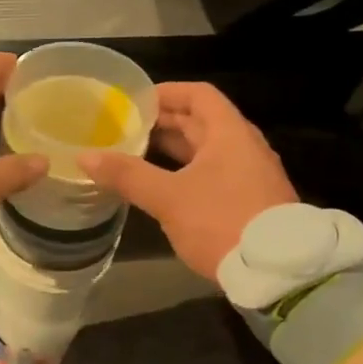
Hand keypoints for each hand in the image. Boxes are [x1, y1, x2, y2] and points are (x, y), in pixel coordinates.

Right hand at [79, 82, 296, 280]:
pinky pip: (214, 173)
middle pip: (202, 122)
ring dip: (175, 149)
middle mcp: (244, 146)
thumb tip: (85, 156)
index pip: (198, 95)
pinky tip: (165, 188)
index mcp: (229, 133)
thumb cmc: (221, 221)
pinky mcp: (250, 201)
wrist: (276, 271)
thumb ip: (127, 175)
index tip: (135, 100)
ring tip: (138, 155)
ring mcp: (250, 175)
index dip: (167, 93)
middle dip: (165, 122)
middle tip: (127, 128)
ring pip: (208, 150)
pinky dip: (187, 172)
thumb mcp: (169, 198)